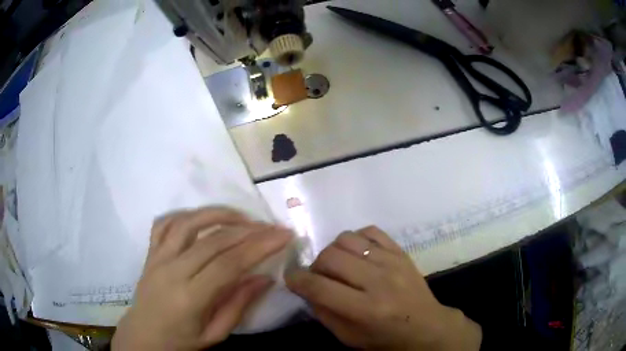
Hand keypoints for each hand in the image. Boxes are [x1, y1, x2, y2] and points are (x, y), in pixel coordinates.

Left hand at [112, 207, 292, 350]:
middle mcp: (172, 271)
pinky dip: (186, 214)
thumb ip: (239, 305)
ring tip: (243, 217)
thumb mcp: (215, 334)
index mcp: (190, 297)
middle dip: (249, 230)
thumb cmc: (181, 342)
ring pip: (188, 223)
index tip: (283, 235)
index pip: (229, 264)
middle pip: (214, 240)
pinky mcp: (150, 253)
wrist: (143, 337)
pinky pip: (165, 223)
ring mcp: (157, 258)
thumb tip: (265, 278)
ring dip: (219, 214)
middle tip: (272, 226)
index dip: (259, 247)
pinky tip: (203, 217)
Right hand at [286, 227, 481, 350]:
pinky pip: (370, 231)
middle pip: (331, 257)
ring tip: (337, 264)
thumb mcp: (349, 337)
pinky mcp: (401, 251)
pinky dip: (356, 239)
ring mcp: (392, 262)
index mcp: (366, 310)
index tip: (291, 278)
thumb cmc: (385, 338)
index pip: (320, 288)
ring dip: (333, 250)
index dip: (297, 280)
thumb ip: (324, 313)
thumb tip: (306, 288)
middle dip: (314, 265)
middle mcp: (379, 281)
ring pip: (347, 239)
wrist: (426, 326)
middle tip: (318, 276)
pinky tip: (356, 253)